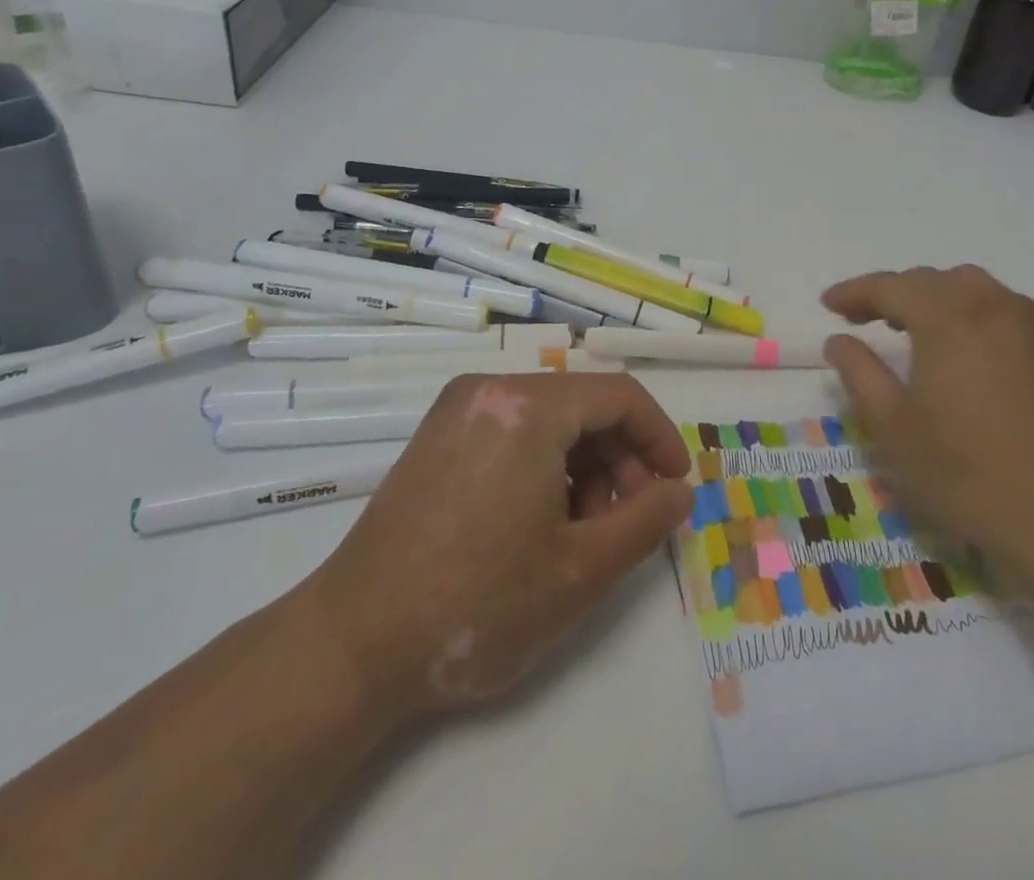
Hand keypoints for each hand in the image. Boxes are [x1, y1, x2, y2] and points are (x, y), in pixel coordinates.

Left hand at [291, 372, 692, 725]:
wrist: (353, 644)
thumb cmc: (476, 604)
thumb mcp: (580, 571)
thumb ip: (645, 522)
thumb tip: (680, 491)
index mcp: (528, 407)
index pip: (620, 396)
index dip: (660, 438)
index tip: (675, 486)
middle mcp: (491, 389)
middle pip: (583, 405)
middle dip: (620, 458)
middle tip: (629, 520)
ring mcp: (458, 409)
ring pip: (549, 419)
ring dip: (584, 465)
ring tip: (583, 532)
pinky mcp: (437, 435)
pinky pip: (513, 431)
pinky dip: (544, 465)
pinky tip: (541, 523)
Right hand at [821, 265, 1033, 580]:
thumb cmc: (966, 472)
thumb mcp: (893, 426)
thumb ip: (859, 372)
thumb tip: (838, 341)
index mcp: (948, 317)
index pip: (890, 287)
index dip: (854, 292)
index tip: (828, 304)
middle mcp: (989, 305)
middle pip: (929, 280)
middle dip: (890, 292)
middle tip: (860, 318)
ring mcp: (1027, 324)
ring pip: (967, 286)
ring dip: (930, 296)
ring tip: (907, 326)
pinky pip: (996, 305)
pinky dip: (965, 309)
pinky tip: (957, 345)